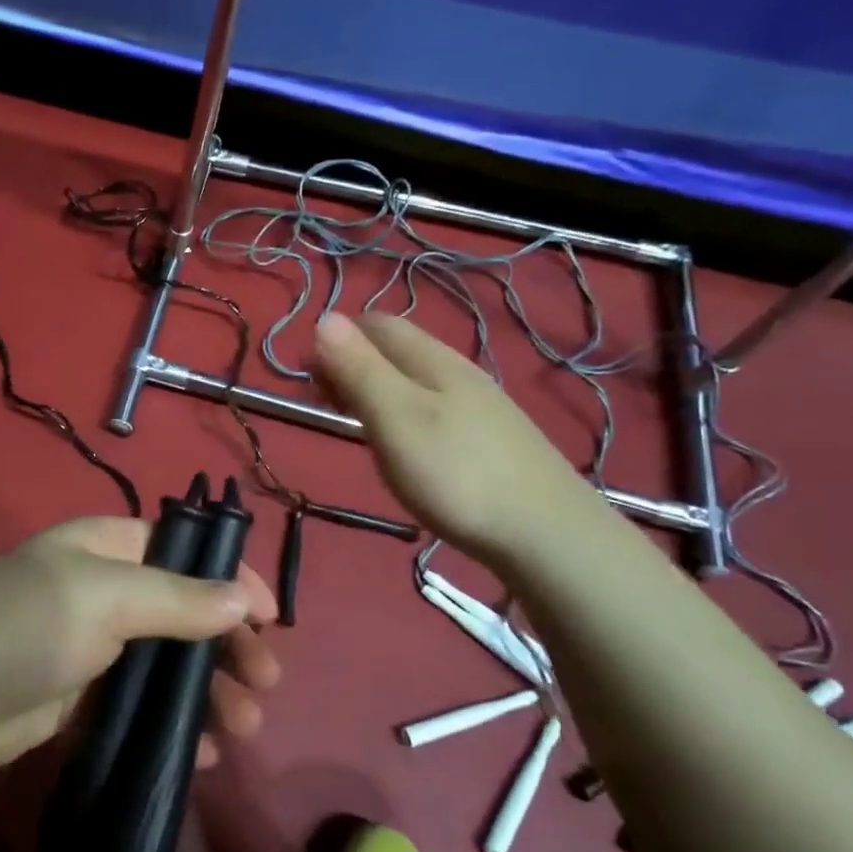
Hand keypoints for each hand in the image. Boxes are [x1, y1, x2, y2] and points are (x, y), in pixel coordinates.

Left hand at [0, 517, 279, 772]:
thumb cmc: (31, 626)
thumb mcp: (108, 598)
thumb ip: (178, 599)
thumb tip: (243, 598)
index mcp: (106, 547)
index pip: (184, 552)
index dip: (231, 579)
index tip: (272, 618)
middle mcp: (102, 588)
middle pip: (183, 610)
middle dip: (227, 645)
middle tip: (266, 683)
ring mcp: (91, 643)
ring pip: (166, 661)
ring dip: (207, 691)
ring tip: (244, 726)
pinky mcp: (80, 695)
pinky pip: (140, 702)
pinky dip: (171, 723)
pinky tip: (200, 751)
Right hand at [315, 311, 600, 567]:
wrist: (545, 534)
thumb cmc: (456, 473)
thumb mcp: (395, 418)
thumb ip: (359, 369)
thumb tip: (324, 317)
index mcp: (432, 360)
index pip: (376, 324)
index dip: (336, 339)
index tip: (307, 378)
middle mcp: (457, 371)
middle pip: (395, 349)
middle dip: (352, 363)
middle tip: (322, 402)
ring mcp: (478, 405)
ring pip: (414, 379)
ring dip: (375, 389)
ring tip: (353, 423)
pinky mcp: (488, 438)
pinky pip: (432, 407)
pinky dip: (401, 412)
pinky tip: (403, 444)